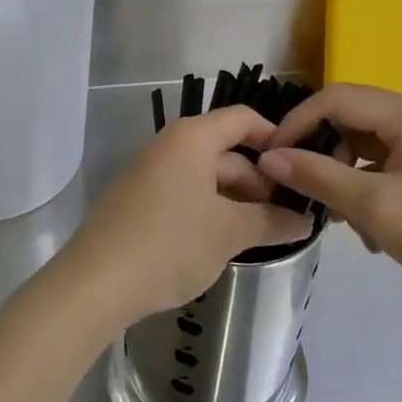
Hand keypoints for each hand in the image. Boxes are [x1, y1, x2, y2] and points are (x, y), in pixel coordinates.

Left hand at [63, 106, 310, 327]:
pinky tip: (224, 241)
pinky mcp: (138, 200)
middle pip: (226, 151)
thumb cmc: (170, 243)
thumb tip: (304, 220)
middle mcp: (169, 145)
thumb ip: (271, 221)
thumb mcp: (229, 232)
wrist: (96, 282)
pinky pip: (185, 194)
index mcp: (192, 138)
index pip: (243, 119)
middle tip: (290, 216)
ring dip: (236, 200)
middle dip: (259, 181)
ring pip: (205, 176)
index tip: (302, 171)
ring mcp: (150, 173)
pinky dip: (209, 210)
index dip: (275, 138)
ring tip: (264, 233)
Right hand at [257, 83, 401, 327]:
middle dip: (322, 152)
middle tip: (301, 189)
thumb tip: (268, 158)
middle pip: (351, 118)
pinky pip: (384, 164)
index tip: (271, 156)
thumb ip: (317, 177)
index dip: (298, 122)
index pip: (337, 98)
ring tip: (338, 218)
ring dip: (343, 176)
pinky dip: (366, 188)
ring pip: (365, 145)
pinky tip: (367, 229)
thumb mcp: (375, 208)